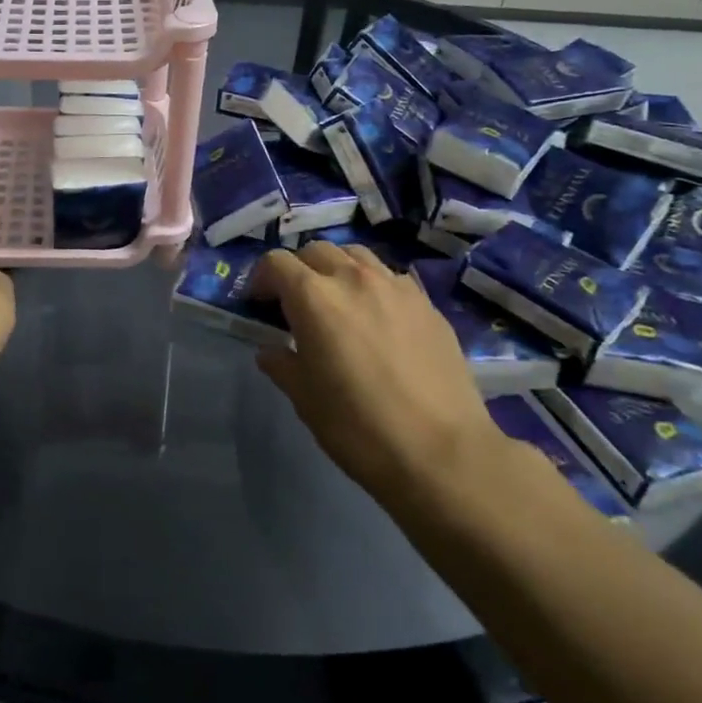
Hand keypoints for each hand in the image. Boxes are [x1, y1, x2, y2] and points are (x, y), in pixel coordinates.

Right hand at [251, 243, 499, 500]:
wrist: (441, 452)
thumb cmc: (358, 426)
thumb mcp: (304, 399)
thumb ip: (281, 364)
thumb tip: (270, 350)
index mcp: (314, 297)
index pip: (276, 262)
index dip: (261, 278)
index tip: (260, 303)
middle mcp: (353, 278)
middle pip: (316, 250)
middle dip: (299, 269)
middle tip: (296, 303)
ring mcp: (395, 286)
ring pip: (356, 255)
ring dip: (337, 268)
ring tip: (338, 301)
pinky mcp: (427, 303)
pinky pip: (390, 277)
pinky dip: (373, 285)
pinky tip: (378, 318)